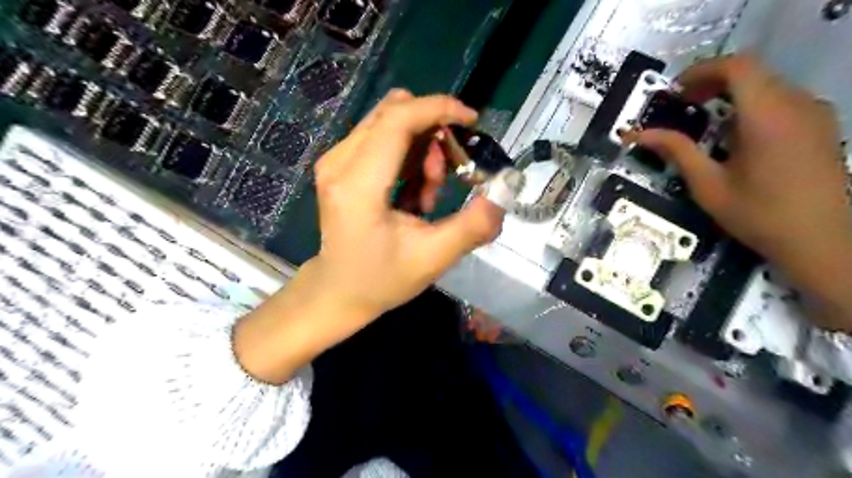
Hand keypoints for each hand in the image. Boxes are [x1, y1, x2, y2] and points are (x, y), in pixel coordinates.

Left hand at [311, 89, 499, 316]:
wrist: (339, 291)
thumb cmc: (382, 279)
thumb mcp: (433, 259)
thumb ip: (472, 226)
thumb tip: (502, 194)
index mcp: (358, 186)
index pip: (397, 120)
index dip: (438, 109)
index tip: (472, 121)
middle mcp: (339, 163)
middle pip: (393, 114)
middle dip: (433, 132)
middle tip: (449, 172)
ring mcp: (334, 161)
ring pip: (388, 122)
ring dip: (421, 146)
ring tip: (429, 191)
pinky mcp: (338, 165)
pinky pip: (381, 137)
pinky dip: (408, 154)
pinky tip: (413, 191)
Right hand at [632, 57, 851, 329]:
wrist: (821, 240)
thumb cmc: (758, 214)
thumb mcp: (707, 185)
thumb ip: (675, 151)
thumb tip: (637, 135)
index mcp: (766, 116)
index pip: (736, 67)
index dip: (700, 71)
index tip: (673, 92)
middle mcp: (796, 104)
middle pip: (751, 71)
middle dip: (710, 82)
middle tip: (681, 105)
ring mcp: (813, 112)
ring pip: (766, 83)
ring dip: (730, 93)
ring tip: (703, 119)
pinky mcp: (820, 124)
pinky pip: (781, 98)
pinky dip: (751, 104)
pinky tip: (735, 134)